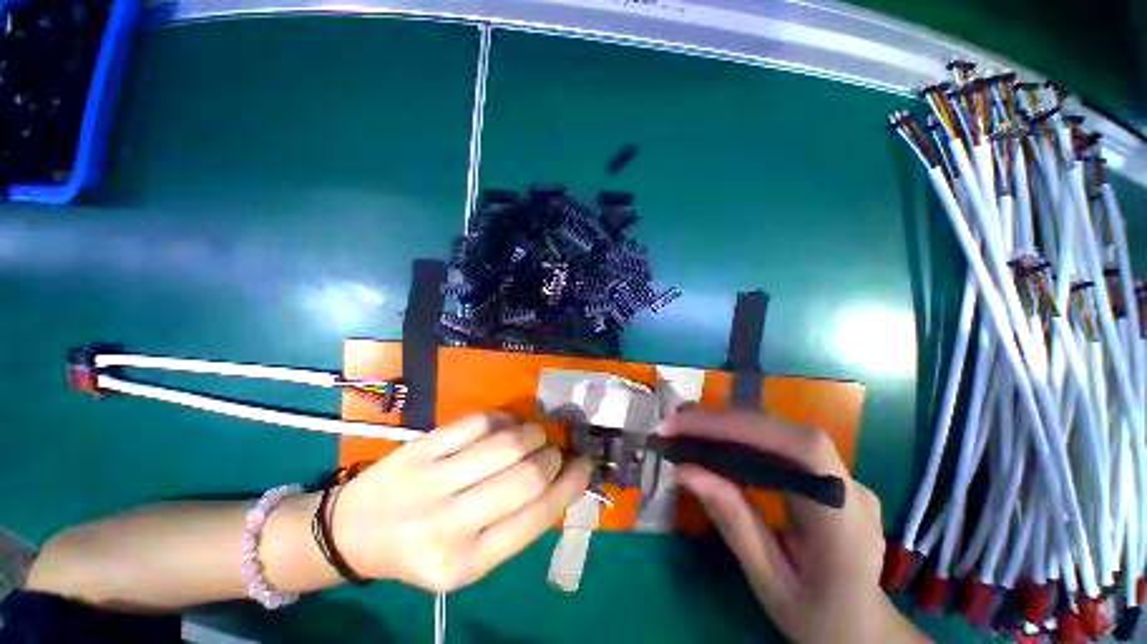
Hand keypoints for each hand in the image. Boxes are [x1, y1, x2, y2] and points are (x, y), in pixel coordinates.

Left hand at [332, 412, 591, 591]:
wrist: (353, 532)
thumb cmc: (422, 550)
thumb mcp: (470, 558)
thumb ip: (516, 523)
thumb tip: (561, 480)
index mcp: (467, 564)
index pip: (537, 516)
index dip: (570, 485)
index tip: (584, 465)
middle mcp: (449, 525)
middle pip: (527, 476)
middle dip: (552, 457)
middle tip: (553, 452)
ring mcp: (431, 481)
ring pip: (507, 443)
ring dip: (533, 433)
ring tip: (533, 436)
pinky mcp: (422, 448)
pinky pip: (480, 422)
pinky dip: (503, 419)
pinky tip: (504, 427)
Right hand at [662, 410, 927, 643]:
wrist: (861, 628)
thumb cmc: (816, 616)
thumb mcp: (769, 581)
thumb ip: (732, 522)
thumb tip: (685, 469)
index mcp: (844, 521)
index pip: (799, 449)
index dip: (741, 427)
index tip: (685, 426)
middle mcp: (850, 486)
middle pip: (784, 432)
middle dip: (723, 423)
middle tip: (674, 425)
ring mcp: (843, 476)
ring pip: (781, 432)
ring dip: (729, 425)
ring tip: (685, 427)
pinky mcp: (828, 474)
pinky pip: (780, 443)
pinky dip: (742, 436)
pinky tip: (716, 441)